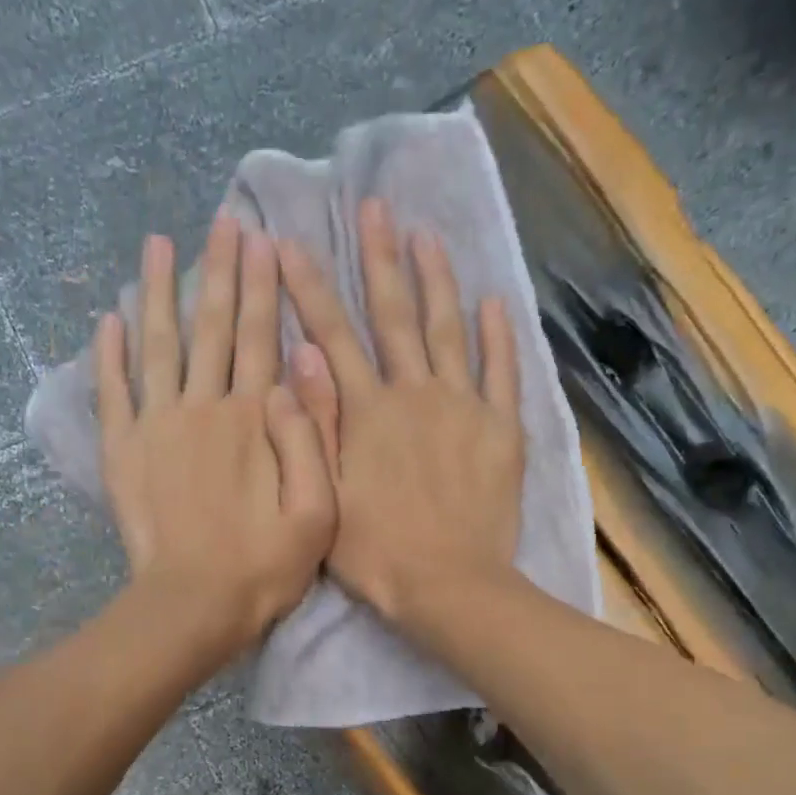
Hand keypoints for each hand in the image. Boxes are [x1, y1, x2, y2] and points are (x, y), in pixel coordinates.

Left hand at [96, 215, 335, 662]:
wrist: (195, 604)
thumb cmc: (265, 566)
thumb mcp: (318, 512)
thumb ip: (313, 438)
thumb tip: (299, 369)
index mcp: (254, 419)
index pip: (262, 338)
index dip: (264, 288)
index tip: (262, 240)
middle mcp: (204, 407)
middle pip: (214, 328)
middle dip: (221, 272)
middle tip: (223, 222)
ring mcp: (158, 426)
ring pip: (160, 344)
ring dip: (159, 292)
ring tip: (158, 245)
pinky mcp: (124, 451)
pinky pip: (113, 390)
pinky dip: (110, 354)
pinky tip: (109, 318)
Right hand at [277, 196, 523, 629]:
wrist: (449, 586)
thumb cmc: (377, 554)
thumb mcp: (325, 496)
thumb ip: (315, 425)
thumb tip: (301, 358)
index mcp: (367, 412)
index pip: (333, 336)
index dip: (310, 289)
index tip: (293, 243)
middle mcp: (414, 393)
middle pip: (394, 316)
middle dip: (379, 259)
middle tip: (374, 207)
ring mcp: (463, 407)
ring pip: (448, 330)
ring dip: (437, 280)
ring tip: (427, 236)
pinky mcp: (501, 430)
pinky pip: (502, 372)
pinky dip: (499, 335)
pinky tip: (494, 301)